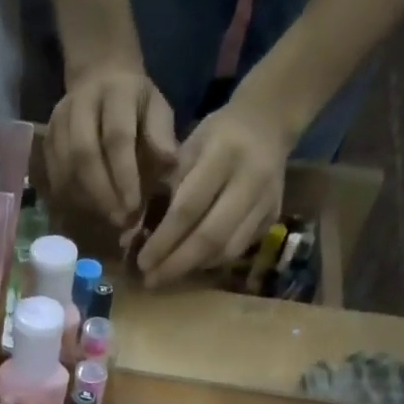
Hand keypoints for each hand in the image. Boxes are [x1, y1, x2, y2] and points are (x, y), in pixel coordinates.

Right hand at [45, 64, 178, 224]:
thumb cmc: (136, 104)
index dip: (124, 176)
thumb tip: (169, 165)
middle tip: (119, 222)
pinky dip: (71, 200)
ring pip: (66, 170)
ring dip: (86, 202)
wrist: (100, 79)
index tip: (133, 208)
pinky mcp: (46, 140)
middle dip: (102, 195)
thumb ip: (161, 136)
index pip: (117, 138)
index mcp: (116, 92)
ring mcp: (58, 121)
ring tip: (106, 220)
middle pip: (83, 155)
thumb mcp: (157, 109)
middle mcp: (81, 103)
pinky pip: (55, 178)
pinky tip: (89, 212)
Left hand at [134, 96, 290, 287]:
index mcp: (223, 154)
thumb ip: (162, 193)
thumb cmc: (216, 137)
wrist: (269, 123)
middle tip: (151, 280)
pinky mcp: (272, 217)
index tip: (142, 262)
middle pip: (210, 236)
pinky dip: (211, 261)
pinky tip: (192, 263)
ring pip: (226, 249)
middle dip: (176, 264)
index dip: (163, 241)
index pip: (188, 209)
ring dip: (193, 267)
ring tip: (168, 275)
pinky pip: (238, 249)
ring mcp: (265, 201)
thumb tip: (131, 239)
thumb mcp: (185, 151)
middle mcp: (249, 179)